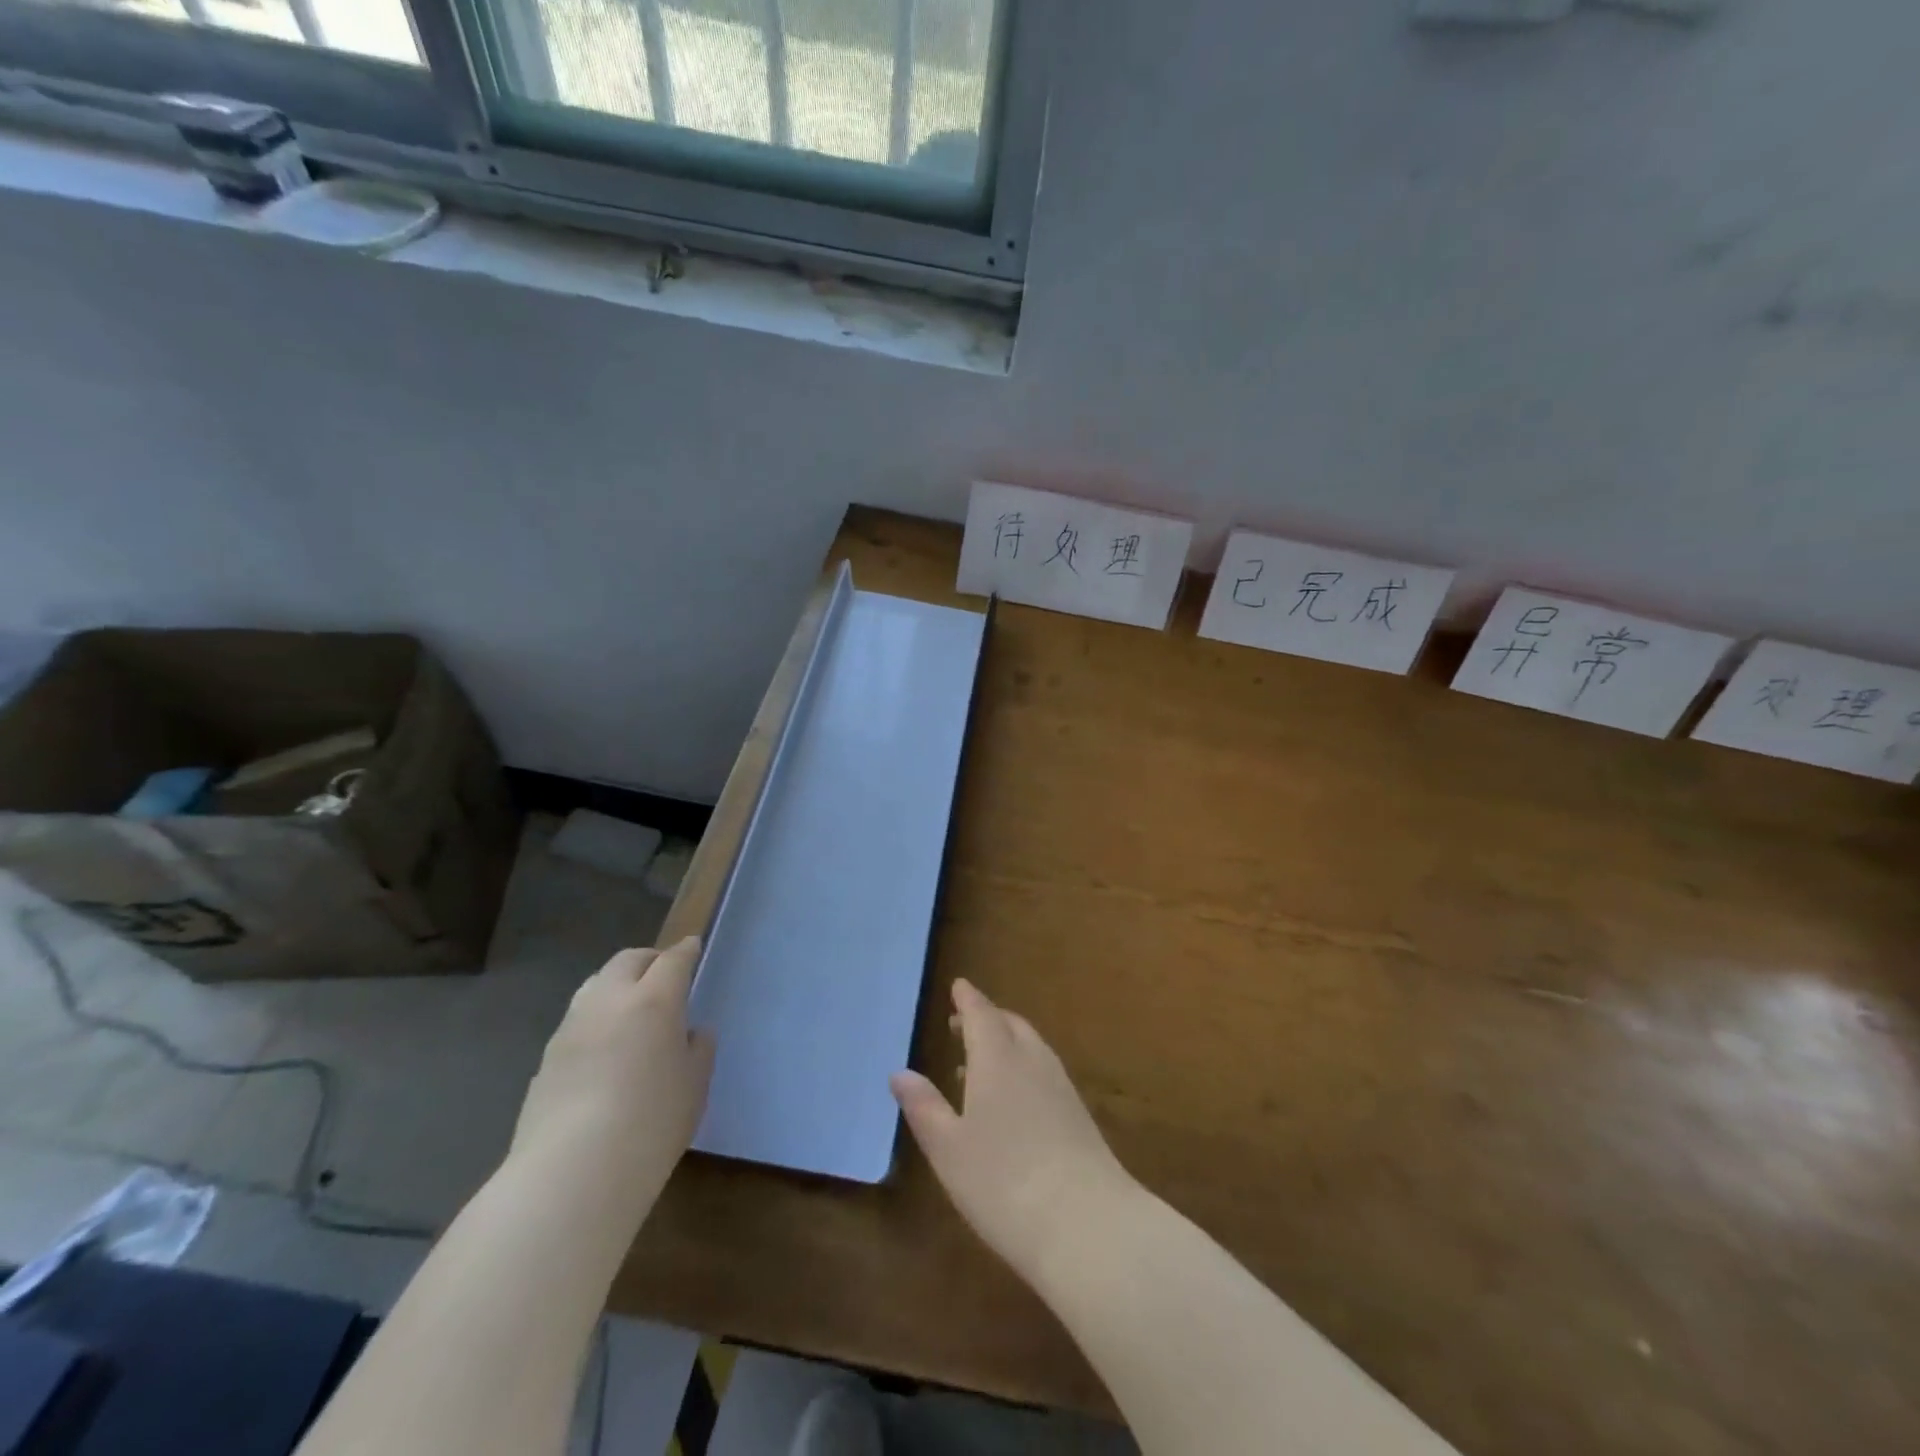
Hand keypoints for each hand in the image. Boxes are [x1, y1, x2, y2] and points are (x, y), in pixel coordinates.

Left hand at [510, 937, 715, 1213]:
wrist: (571, 1174)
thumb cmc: (651, 1123)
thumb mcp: (694, 1086)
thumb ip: (697, 1050)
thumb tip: (691, 1033)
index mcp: (654, 1000)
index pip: (673, 960)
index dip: (686, 951)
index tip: (693, 947)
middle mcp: (609, 1001)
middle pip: (628, 960)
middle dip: (650, 959)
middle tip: (664, 973)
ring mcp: (572, 1027)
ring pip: (596, 984)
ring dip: (617, 984)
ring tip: (631, 1007)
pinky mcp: (546, 1058)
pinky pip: (577, 1020)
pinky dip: (596, 1017)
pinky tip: (604, 1047)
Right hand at [891, 979, 1137, 1285]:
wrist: (1088, 1223)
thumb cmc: (1003, 1182)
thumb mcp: (949, 1149)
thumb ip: (924, 1107)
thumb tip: (899, 1073)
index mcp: (998, 1058)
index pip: (981, 1014)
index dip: (967, 999)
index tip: (958, 985)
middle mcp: (1032, 1061)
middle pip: (1009, 1024)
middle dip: (986, 1018)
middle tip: (961, 1022)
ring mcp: (1060, 1086)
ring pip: (1030, 1046)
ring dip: (1005, 1042)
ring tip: (978, 1061)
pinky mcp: (1078, 1114)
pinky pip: (1043, 1070)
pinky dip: (1022, 1066)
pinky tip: (1012, 1098)